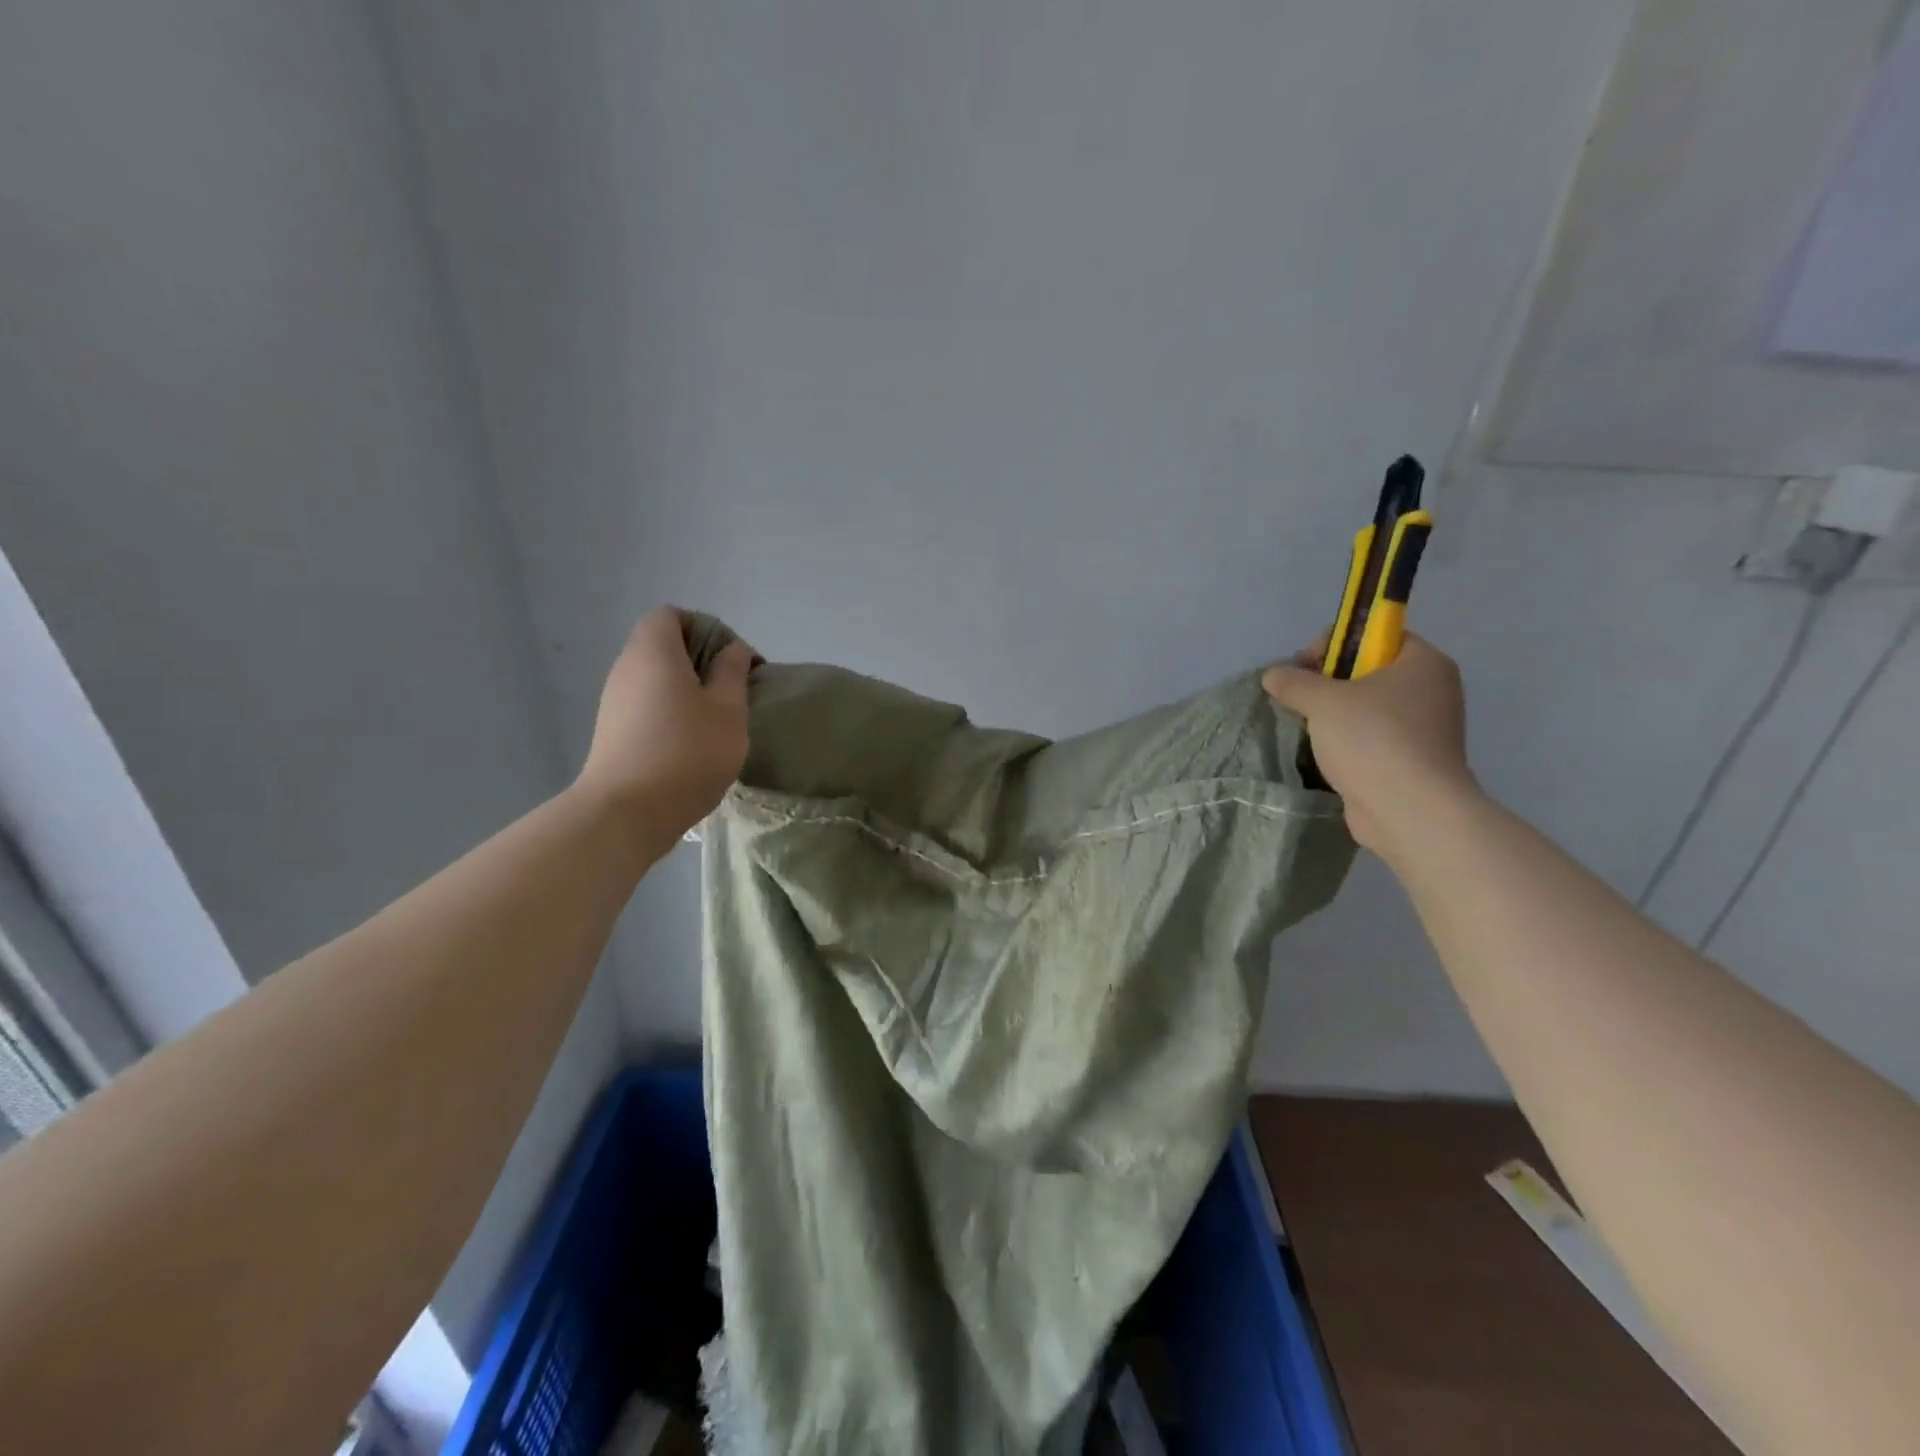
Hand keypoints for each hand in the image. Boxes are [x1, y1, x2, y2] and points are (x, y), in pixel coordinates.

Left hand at [576, 608, 753, 840]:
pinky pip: (646, 704)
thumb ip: (732, 673)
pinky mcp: (612, 731)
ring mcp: (614, 701)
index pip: (671, 615)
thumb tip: (733, 650)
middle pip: (663, 645)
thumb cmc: (687, 753)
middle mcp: (626, 667)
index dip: (705, 628)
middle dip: (701, 661)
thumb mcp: (728, 710)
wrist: (626, 814)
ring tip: (716, 721)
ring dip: (687, 690)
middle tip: (732, 692)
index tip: (732, 660)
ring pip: (655, 678)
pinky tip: (691, 743)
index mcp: (653, 652)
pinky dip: (670, 711)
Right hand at [1262, 633, 1475, 858]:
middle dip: (1328, 682)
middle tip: (1300, 699)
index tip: (1305, 667)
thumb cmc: (1373, 740)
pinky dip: (1348, 742)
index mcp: (1423, 662)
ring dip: (1334, 715)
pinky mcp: (1412, 761)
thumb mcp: (1323, 701)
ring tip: (1307, 728)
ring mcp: (1425, 728)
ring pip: (1368, 708)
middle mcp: (1432, 690)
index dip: (1336, 644)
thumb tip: (1273, 675)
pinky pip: (1372, 738)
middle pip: (1369, 671)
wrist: (1410, 810)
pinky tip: (1323, 753)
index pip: (1376, 634)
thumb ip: (1294, 682)